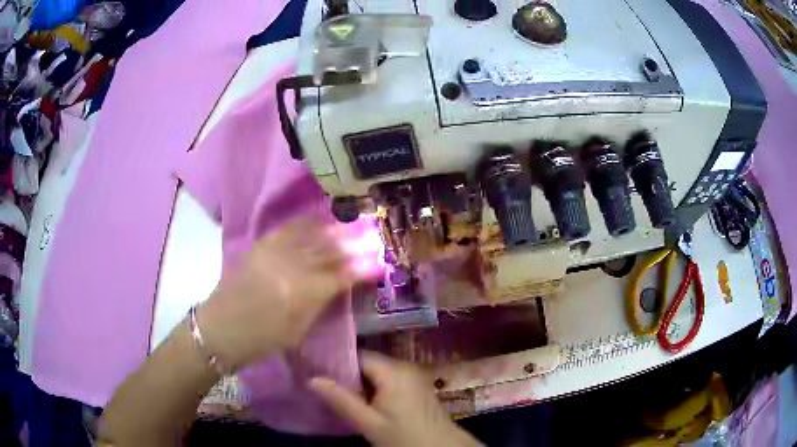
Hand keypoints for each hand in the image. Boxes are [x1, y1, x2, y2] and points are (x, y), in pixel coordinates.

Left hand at [196, 216, 365, 370]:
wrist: (222, 328)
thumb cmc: (262, 339)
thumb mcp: (298, 330)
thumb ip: (320, 304)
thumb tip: (341, 285)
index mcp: (302, 293)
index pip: (340, 276)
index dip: (361, 269)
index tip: (378, 262)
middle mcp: (291, 267)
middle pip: (328, 252)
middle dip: (352, 245)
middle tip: (371, 238)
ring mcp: (274, 253)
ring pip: (310, 236)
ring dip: (333, 230)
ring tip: (351, 225)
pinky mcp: (260, 246)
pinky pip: (287, 229)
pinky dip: (305, 223)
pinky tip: (318, 219)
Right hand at [309, 351, 481, 446]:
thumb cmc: (404, 436)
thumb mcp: (369, 423)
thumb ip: (341, 400)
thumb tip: (311, 379)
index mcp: (393, 371)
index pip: (358, 355)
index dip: (336, 363)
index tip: (315, 370)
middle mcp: (404, 366)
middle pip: (367, 363)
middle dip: (346, 375)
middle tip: (323, 384)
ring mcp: (412, 376)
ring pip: (376, 373)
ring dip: (358, 383)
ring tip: (336, 392)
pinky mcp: (415, 386)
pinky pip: (387, 380)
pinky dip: (372, 388)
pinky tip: (360, 401)